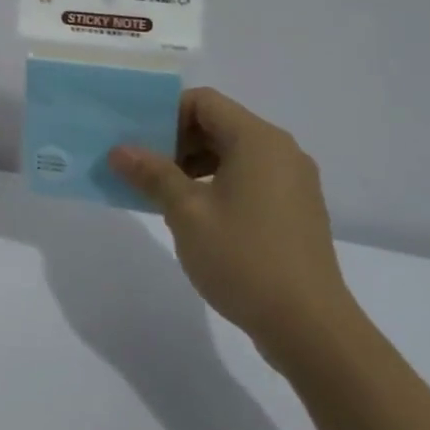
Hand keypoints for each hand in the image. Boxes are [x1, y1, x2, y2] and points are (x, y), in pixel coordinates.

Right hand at [110, 88, 358, 372]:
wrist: (310, 327)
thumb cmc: (244, 258)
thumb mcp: (186, 213)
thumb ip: (152, 174)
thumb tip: (120, 150)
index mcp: (258, 140)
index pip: (204, 102)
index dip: (165, 114)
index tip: (138, 142)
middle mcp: (281, 151)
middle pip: (219, 124)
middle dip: (176, 141)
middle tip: (142, 168)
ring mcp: (293, 182)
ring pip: (234, 153)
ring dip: (195, 164)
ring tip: (163, 194)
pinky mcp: (296, 210)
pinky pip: (250, 178)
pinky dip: (219, 183)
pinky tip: (196, 215)